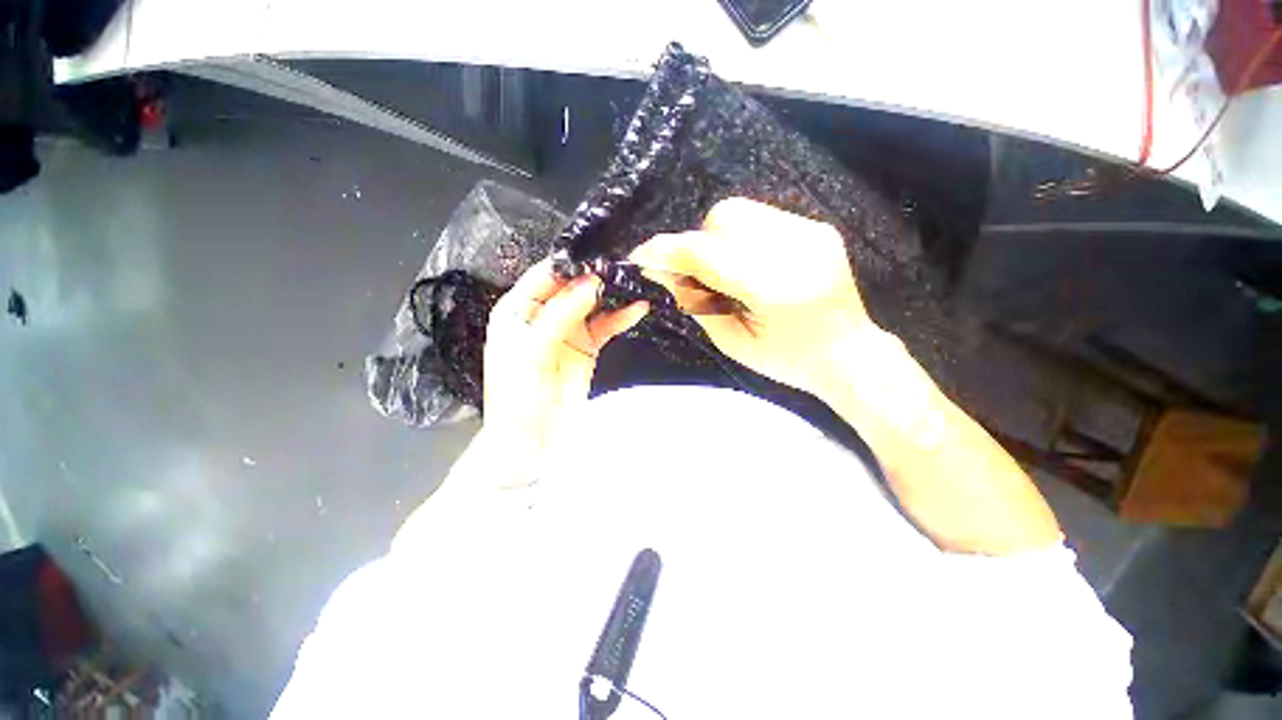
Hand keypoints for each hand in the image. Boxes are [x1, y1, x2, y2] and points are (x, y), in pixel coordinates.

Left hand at [483, 259, 648, 450]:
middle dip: (596, 276)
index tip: (598, 252)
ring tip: (635, 282)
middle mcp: (543, 315)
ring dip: (612, 294)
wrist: (534, 442)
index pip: (544, 276)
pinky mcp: (587, 346)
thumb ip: (560, 314)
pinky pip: (606, 325)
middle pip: (572, 287)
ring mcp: (568, 330)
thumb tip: (591, 282)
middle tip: (623, 264)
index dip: (569, 264)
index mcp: (517, 310)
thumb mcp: (532, 352)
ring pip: (592, 304)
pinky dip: (621, 317)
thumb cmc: (518, 397)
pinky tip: (637, 308)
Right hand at [630, 198, 881, 396]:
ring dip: (717, 238)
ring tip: (726, 272)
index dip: (668, 252)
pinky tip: (748, 265)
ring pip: (739, 211)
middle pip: (723, 219)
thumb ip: (695, 303)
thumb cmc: (787, 360)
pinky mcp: (817, 227)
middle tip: (696, 277)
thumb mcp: (732, 342)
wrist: (848, 353)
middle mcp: (796, 249)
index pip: (706, 255)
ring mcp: (811, 232)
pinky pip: (760, 217)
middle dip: (696, 245)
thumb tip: (661, 272)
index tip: (640, 256)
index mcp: (775, 289)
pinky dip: (740, 237)